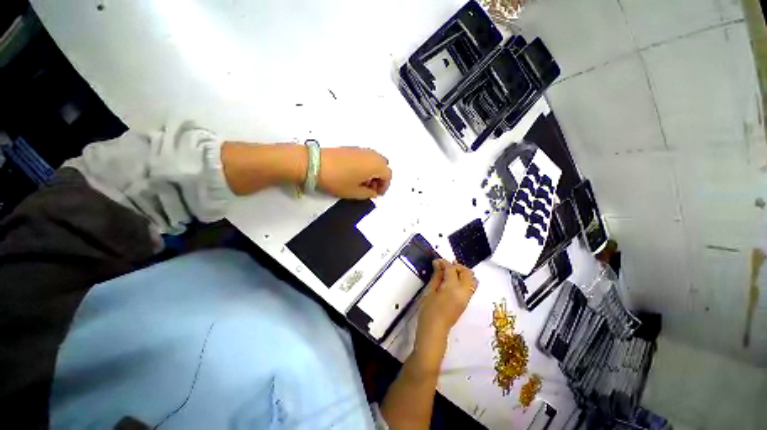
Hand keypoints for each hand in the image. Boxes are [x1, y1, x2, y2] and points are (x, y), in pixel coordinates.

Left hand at [318, 147, 391, 198]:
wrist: (315, 164)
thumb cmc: (338, 180)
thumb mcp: (355, 192)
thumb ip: (368, 194)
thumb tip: (373, 193)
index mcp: (376, 165)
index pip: (388, 175)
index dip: (385, 186)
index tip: (377, 194)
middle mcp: (372, 154)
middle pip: (383, 165)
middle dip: (380, 177)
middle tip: (371, 188)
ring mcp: (361, 149)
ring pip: (374, 160)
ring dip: (373, 171)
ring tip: (362, 182)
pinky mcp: (351, 148)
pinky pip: (365, 157)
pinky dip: (365, 165)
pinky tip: (354, 174)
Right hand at [413, 259, 477, 370]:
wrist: (434, 330)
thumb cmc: (428, 311)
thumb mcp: (430, 291)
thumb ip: (437, 276)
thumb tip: (438, 264)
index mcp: (453, 287)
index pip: (451, 269)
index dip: (443, 262)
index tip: (436, 261)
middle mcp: (464, 291)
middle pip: (467, 272)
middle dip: (457, 266)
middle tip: (444, 266)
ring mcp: (467, 297)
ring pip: (472, 278)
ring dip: (462, 272)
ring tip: (450, 273)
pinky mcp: (467, 302)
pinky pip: (470, 286)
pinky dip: (464, 280)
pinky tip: (453, 281)